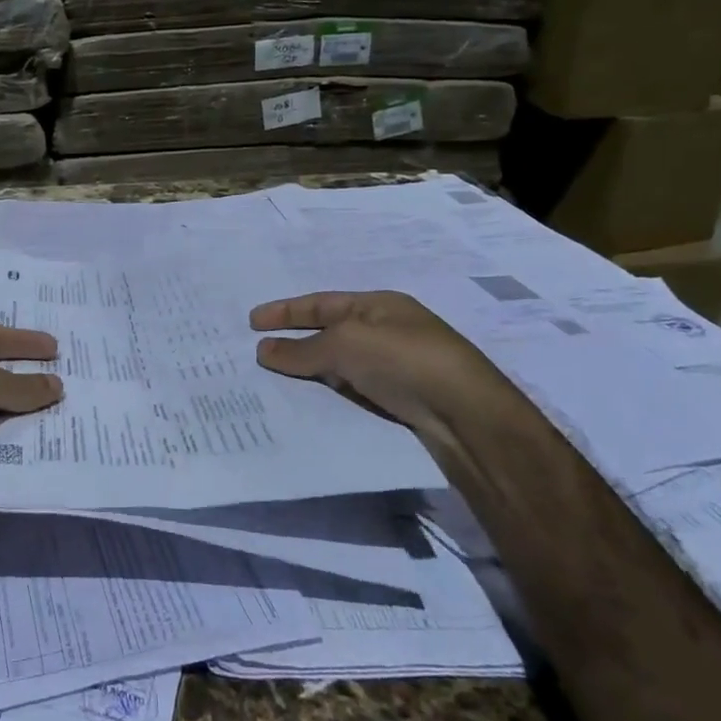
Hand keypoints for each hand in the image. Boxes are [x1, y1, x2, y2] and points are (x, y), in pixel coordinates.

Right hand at [249, 291, 502, 433]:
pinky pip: (353, 388)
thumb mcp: (346, 344)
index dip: (285, 311)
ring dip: (311, 369)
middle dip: (295, 339)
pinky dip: (331, 390)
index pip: (321, 303)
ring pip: (340, 363)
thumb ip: (303, 349)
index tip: (252, 322)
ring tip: (276, 378)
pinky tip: (313, 401)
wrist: (467, 417)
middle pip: (330, 331)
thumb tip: (262, 350)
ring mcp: (397, 366)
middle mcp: (387, 330)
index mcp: (378, 305)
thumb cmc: (404, 361)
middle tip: (257, 351)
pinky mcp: (402, 399)